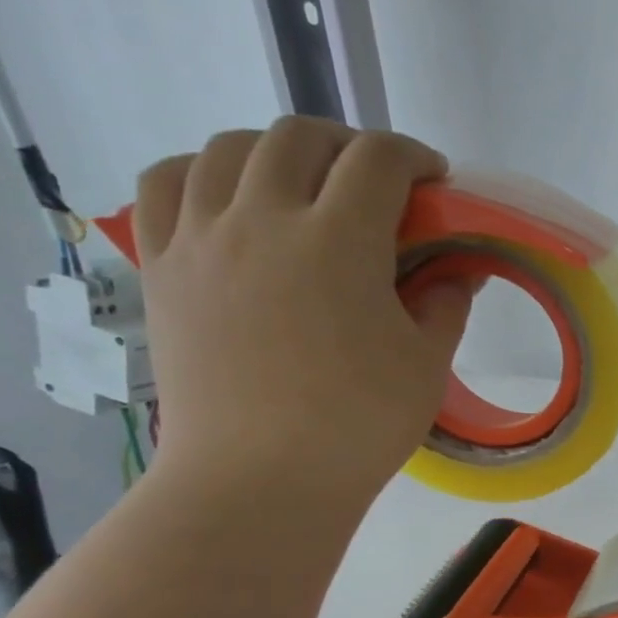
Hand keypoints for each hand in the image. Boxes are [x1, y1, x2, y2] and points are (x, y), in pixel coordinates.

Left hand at [131, 118, 472, 507]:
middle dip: (349, 146)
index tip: (433, 179)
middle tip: (377, 183)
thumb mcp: (426, 364)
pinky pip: (169, 183)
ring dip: (278, 151)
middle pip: (300, 137)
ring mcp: (200, 237)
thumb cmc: (359, 423)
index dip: (414, 156)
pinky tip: (231, 200)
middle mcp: (261, 218)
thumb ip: (445, 304)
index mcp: (338, 240)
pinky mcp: (162, 265)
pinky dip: (205, 172)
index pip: (378, 160)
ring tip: (305, 186)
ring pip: (229, 147)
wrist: (260, 479)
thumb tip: (455, 271)